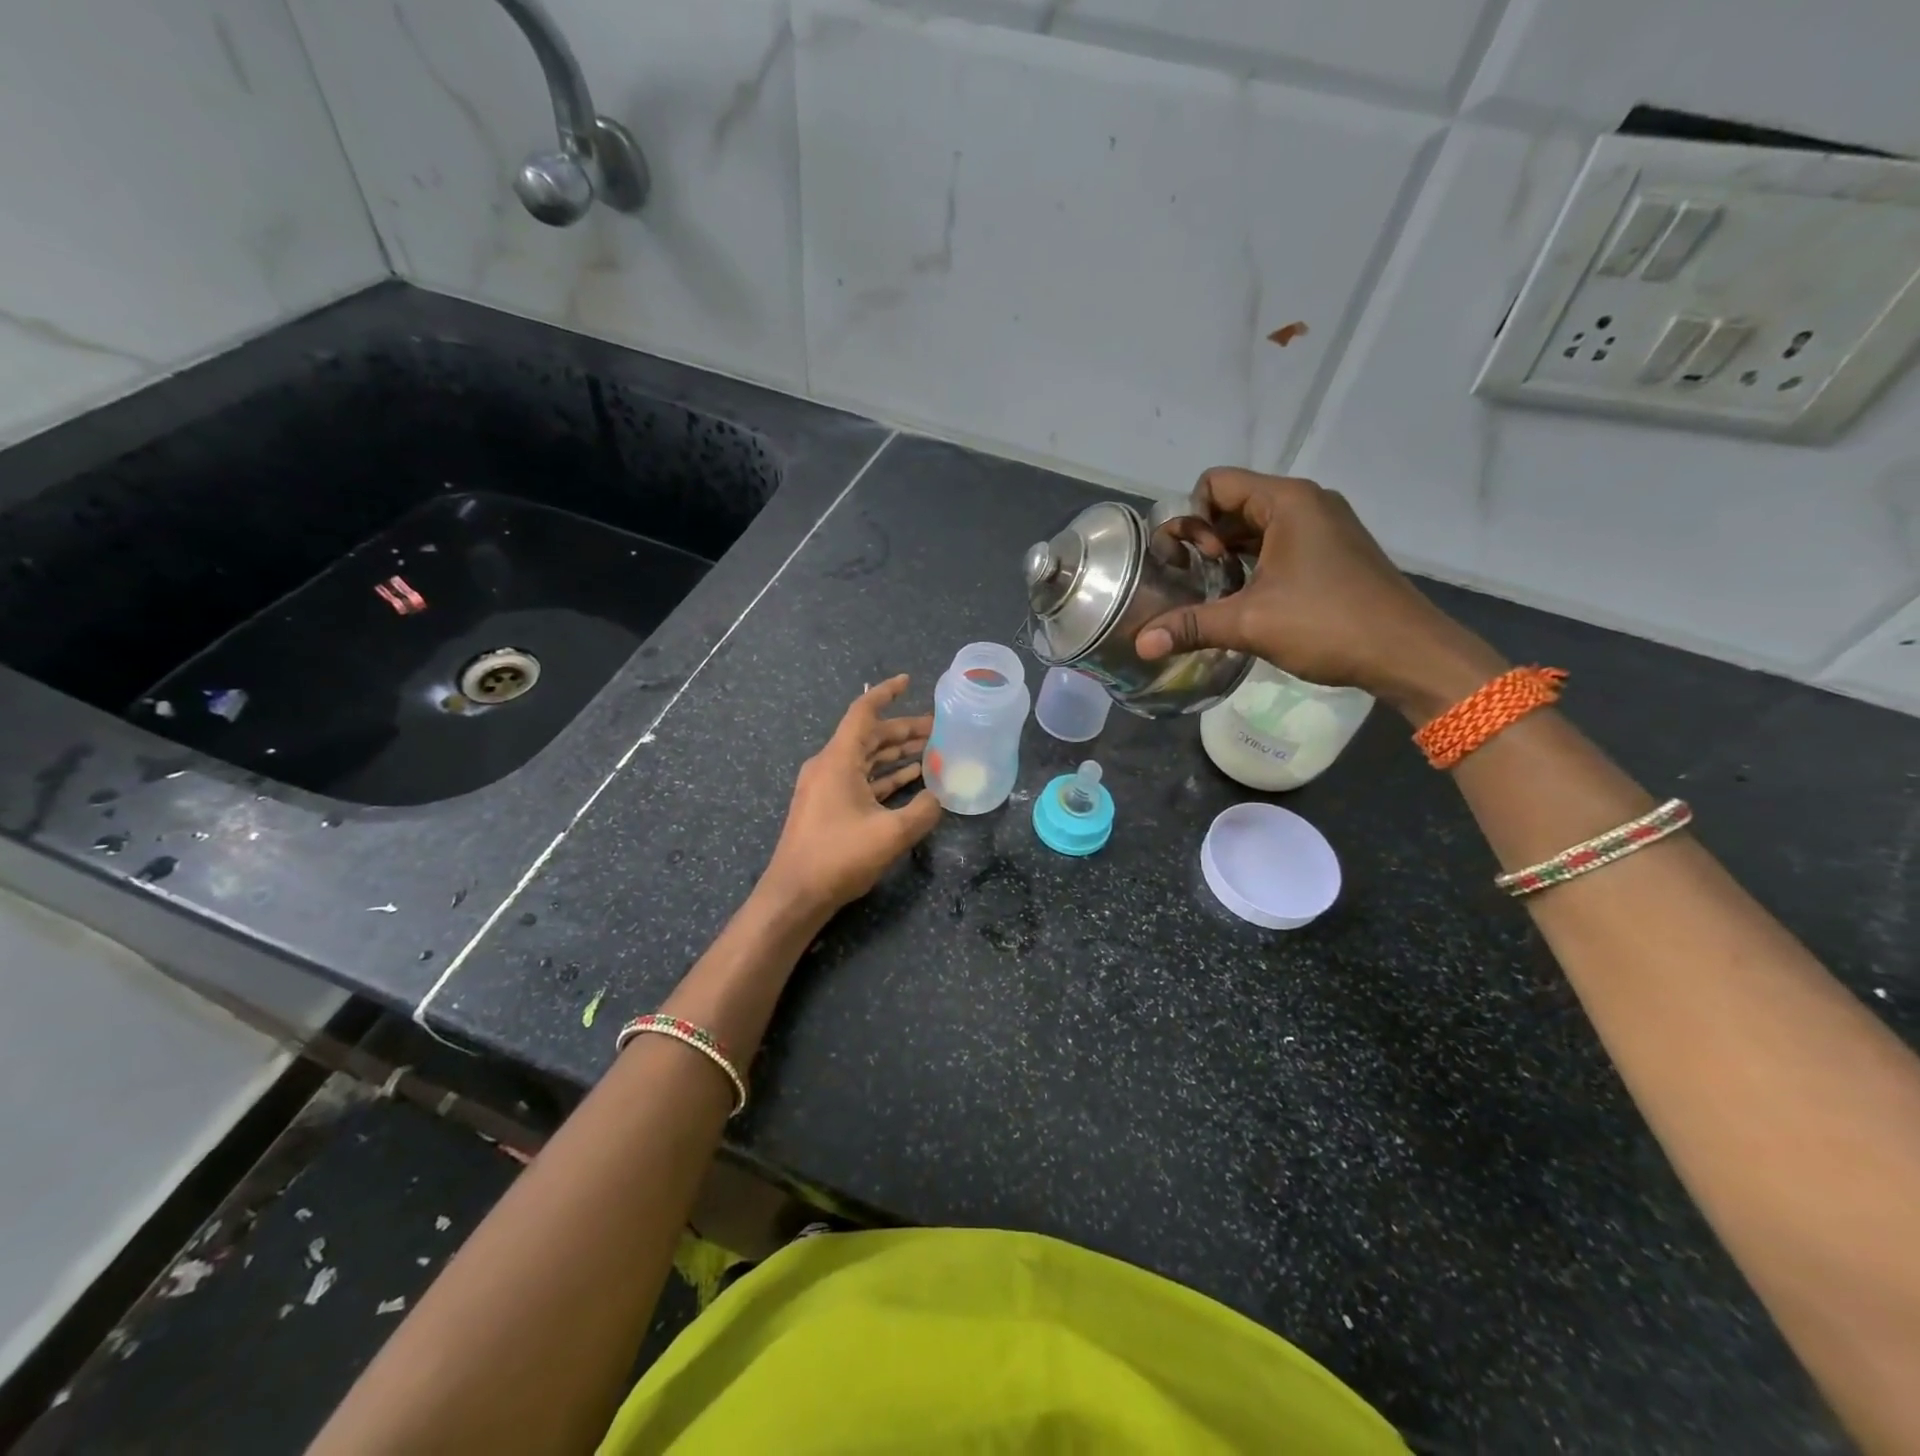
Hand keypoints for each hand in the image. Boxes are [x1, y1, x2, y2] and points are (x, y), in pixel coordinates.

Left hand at [761, 675, 941, 915]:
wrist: (794, 895)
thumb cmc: (839, 857)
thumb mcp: (891, 834)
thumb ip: (923, 811)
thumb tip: (941, 797)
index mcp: (838, 759)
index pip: (863, 712)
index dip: (887, 693)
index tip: (908, 681)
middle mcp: (829, 765)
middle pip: (870, 736)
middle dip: (904, 730)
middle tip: (939, 729)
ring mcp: (826, 787)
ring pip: (866, 759)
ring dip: (897, 754)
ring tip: (932, 752)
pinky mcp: (827, 807)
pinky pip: (860, 780)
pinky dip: (885, 777)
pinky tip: (911, 781)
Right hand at [1133, 469, 1507, 723]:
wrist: (1408, 653)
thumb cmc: (1329, 624)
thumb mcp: (1250, 624)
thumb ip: (1191, 626)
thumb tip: (1140, 644)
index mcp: (1287, 501)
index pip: (1215, 483)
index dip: (1190, 518)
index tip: (1191, 561)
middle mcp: (1306, 503)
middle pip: (1233, 503)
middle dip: (1203, 538)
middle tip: (1191, 580)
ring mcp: (1323, 527)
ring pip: (1255, 527)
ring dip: (1227, 555)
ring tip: (1210, 593)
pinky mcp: (1332, 552)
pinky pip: (1278, 544)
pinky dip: (1253, 564)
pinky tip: (1243, 600)